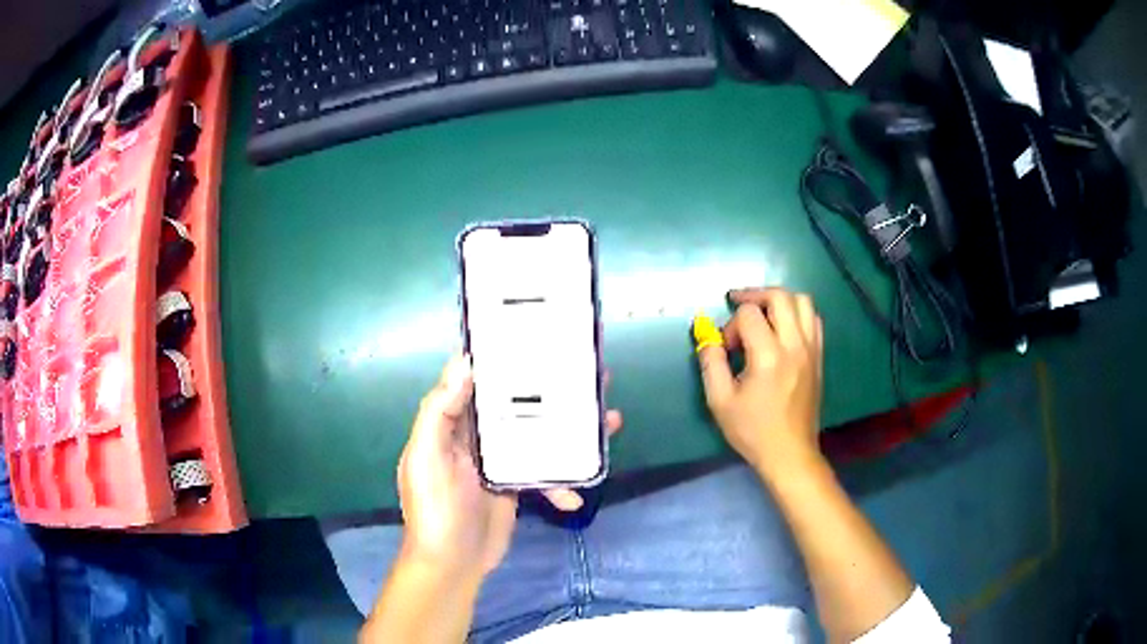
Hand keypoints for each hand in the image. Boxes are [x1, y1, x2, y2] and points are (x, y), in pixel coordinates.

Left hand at [396, 353, 621, 582]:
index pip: (476, 379)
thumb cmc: (435, 509)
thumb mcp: (427, 457)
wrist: (452, 563)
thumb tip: (465, 362)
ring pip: (538, 434)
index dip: (503, 357)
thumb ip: (440, 411)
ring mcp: (499, 460)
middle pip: (517, 402)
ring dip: (570, 428)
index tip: (536, 335)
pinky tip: (578, 493)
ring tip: (608, 418)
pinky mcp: (516, 484)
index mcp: (452, 421)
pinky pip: (545, 472)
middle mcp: (476, 435)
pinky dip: (562, 481)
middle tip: (589, 373)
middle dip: (550, 388)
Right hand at [696, 288, 823, 478]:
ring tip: (762, 311)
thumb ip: (711, 364)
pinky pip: (814, 319)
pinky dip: (797, 313)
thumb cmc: (752, 431)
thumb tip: (708, 338)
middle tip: (737, 304)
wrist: (789, 453)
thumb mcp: (720, 401)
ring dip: (779, 300)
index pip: (749, 314)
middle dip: (755, 295)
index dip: (732, 325)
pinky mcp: (818, 357)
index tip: (725, 348)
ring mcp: (811, 349)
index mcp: (769, 356)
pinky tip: (783, 327)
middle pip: (780, 296)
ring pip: (803, 302)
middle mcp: (794, 345)